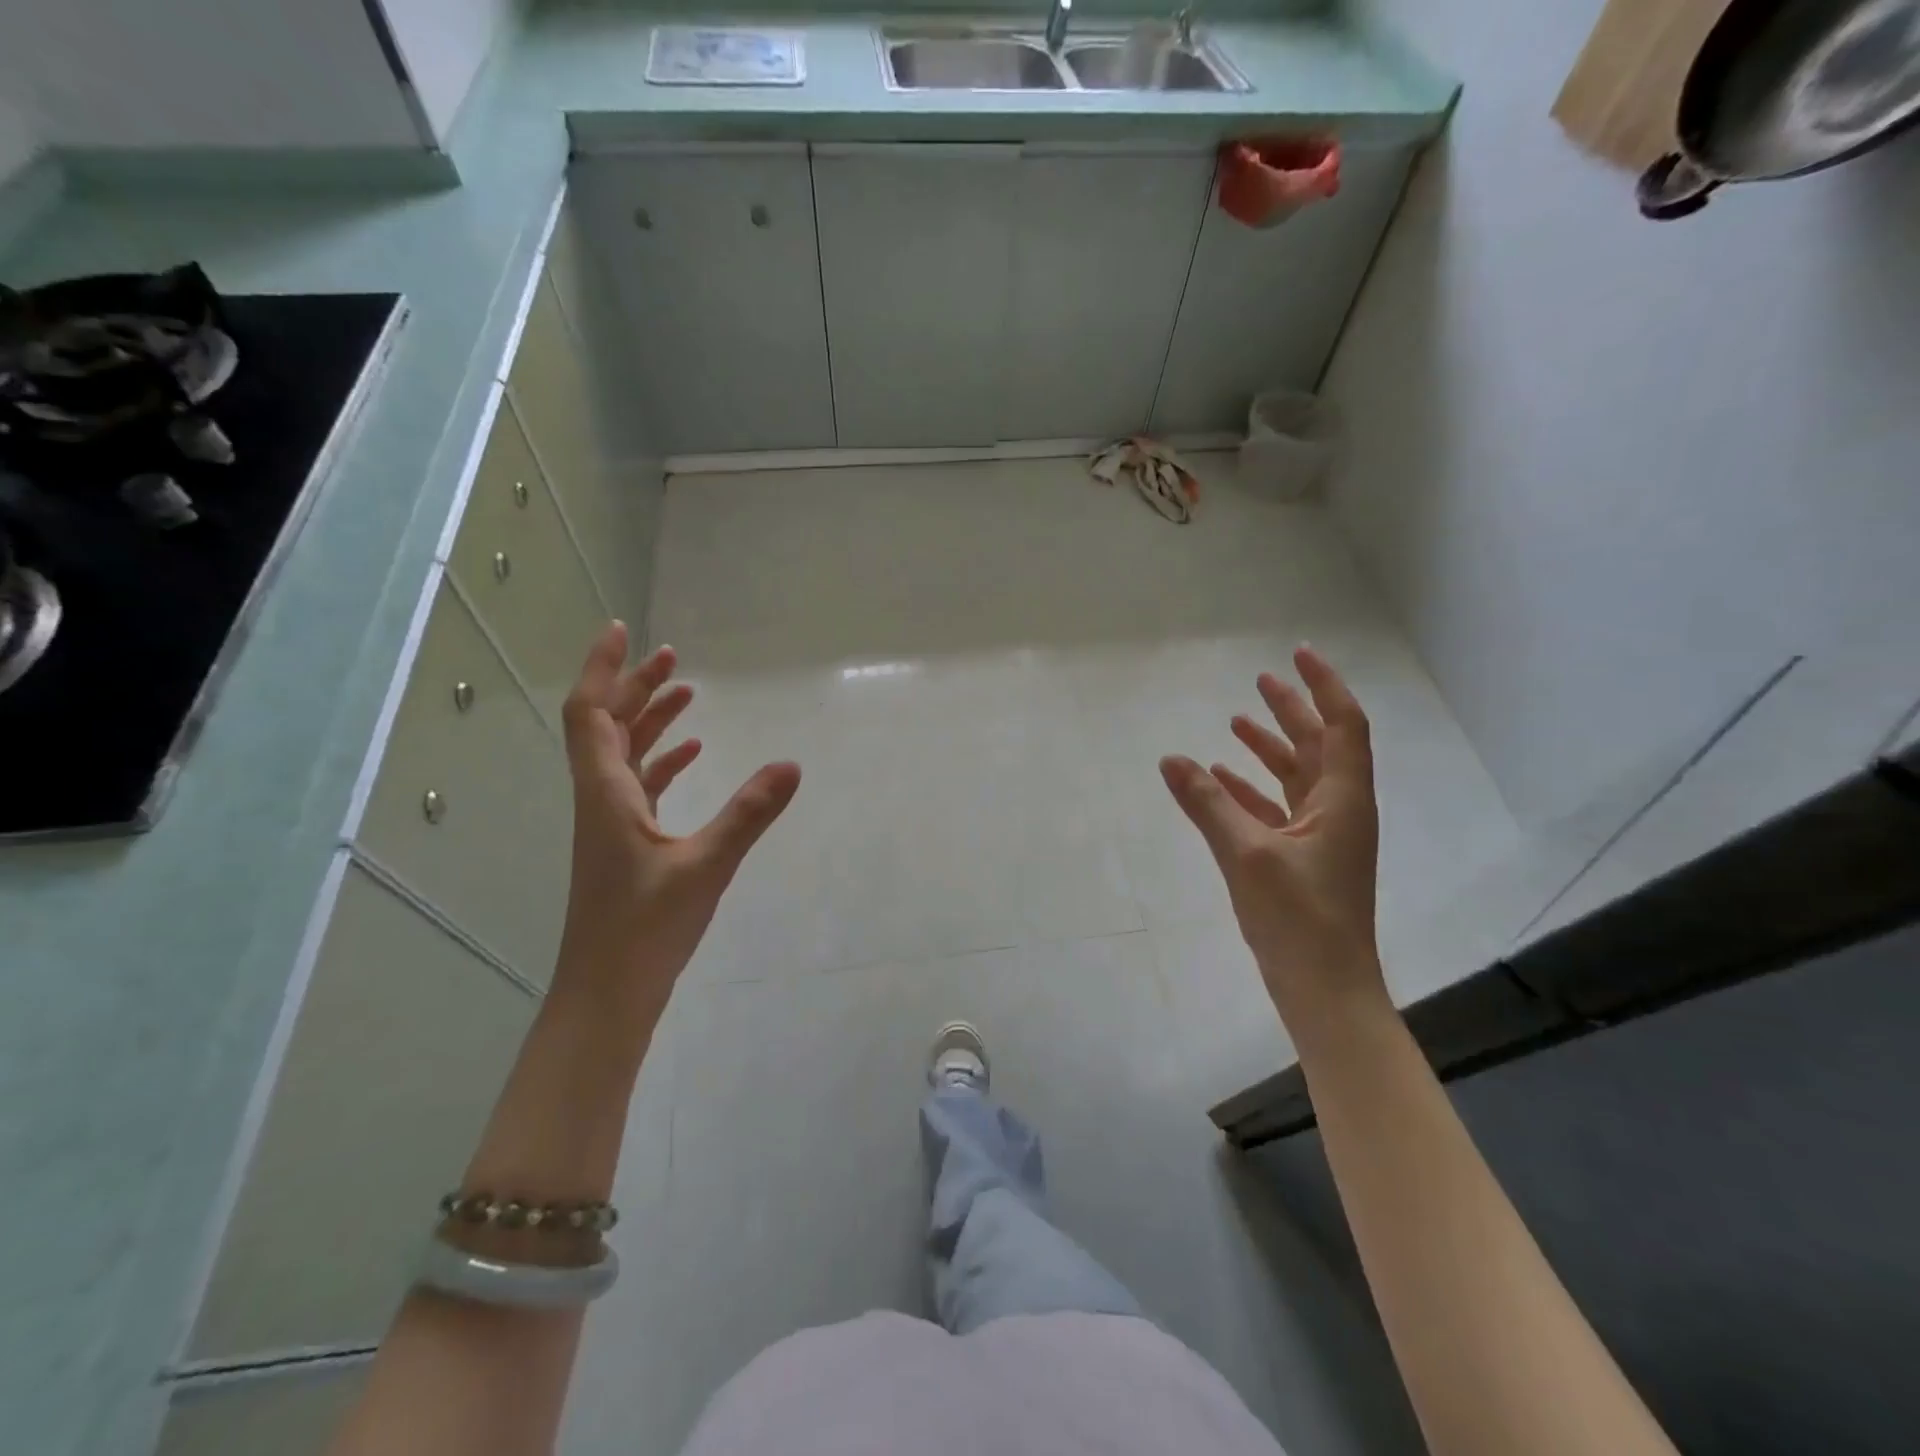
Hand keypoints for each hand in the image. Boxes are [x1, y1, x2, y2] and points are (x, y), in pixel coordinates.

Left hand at [555, 622, 799, 1027]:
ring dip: (649, 720)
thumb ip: (749, 813)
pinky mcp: (627, 844)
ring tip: (686, 692)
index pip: (590, 712)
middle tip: (671, 656)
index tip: (623, 630)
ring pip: (623, 754)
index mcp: (606, 793)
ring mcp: (611, 823)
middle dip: (635, 686)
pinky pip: (641, 786)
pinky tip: (694, 755)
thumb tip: (792, 765)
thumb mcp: (705, 866)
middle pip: (607, 725)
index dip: (603, 668)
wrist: (608, 994)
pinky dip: (663, 761)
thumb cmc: (644, 930)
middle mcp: (601, 798)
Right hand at [1159, 645, 1386, 1031]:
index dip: (1323, 686)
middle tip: (1261, 679)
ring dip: (1270, 749)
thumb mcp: (1246, 854)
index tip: (1297, 654)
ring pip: (1297, 777)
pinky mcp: (1302, 859)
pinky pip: (1277, 809)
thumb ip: (1207, 803)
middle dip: (1292, 710)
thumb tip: (1171, 759)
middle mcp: (1338, 810)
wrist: (1324, 989)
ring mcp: (1322, 836)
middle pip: (1318, 746)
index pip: (1342, 725)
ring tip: (1236, 722)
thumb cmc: (1297, 917)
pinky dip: (1252, 790)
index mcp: (1342, 800)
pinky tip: (1221, 780)